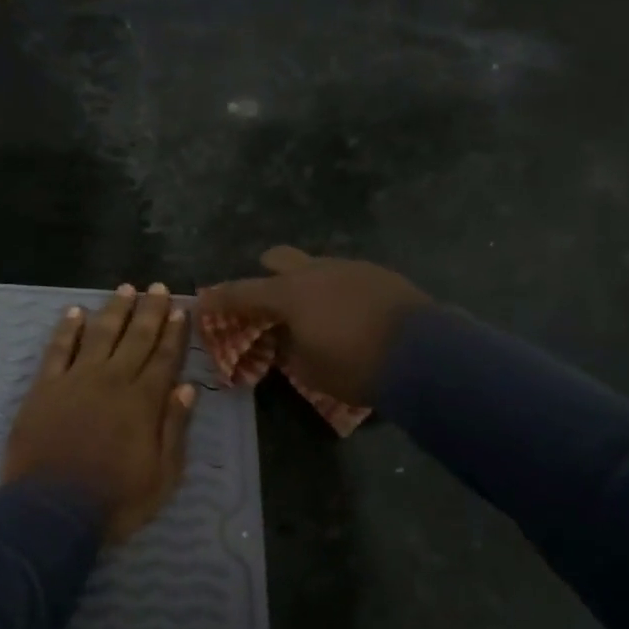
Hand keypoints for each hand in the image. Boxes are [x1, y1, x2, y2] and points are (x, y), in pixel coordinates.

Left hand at [3, 284, 196, 542]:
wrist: (51, 510)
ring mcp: (75, 380)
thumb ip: (174, 428)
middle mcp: (112, 381)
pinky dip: (67, 329)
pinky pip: (58, 349)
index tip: (180, 310)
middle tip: (158, 287)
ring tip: (125, 289)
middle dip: (149, 311)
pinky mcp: (44, 388)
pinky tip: (75, 312)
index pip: (164, 358)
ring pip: (99, 334)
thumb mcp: (162, 476)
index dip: (174, 333)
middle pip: (135, 338)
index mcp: (143, 402)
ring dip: (114, 310)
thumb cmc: (114, 500)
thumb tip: (186, 387)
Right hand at [198, 246, 433, 406]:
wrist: (426, 355)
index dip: (219, 298)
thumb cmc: (356, 366)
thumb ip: (288, 349)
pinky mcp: (378, 274)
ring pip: (315, 266)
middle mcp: (315, 272)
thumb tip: (283, 337)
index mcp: (289, 294)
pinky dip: (334, 290)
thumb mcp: (309, 369)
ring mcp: (350, 268)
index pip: (241, 292)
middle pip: (279, 258)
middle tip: (265, 298)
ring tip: (312, 311)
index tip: (202, 301)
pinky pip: (343, 276)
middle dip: (266, 273)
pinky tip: (345, 311)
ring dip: (305, 283)